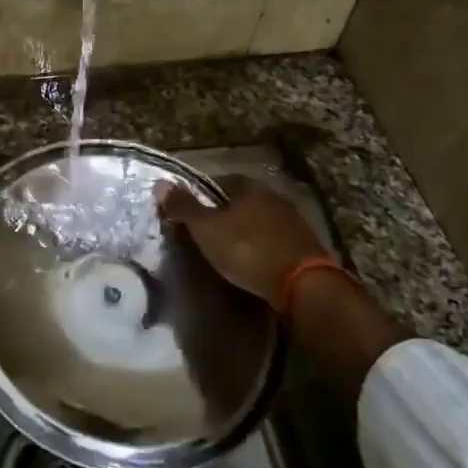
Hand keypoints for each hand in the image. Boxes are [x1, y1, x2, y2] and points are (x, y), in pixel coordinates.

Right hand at [158, 175, 330, 312]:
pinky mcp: (306, 245)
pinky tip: (254, 263)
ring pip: (260, 221)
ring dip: (246, 232)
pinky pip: (275, 240)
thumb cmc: (247, 250)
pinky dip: (262, 248)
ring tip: (230, 251)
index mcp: (249, 186)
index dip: (202, 197)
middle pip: (241, 201)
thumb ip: (184, 207)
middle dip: (225, 215)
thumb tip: (161, 184)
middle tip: (208, 235)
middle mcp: (274, 196)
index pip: (219, 182)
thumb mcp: (206, 229)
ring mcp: (294, 220)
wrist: (302, 284)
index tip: (191, 216)